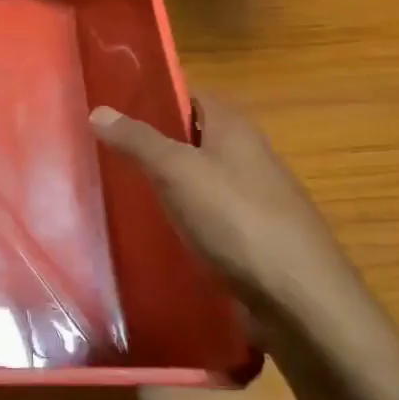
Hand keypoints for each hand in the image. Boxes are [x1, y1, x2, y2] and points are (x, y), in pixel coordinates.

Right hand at [89, 95, 368, 339]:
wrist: (300, 303)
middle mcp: (246, 157)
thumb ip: (138, 140)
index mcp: (234, 128)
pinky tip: (151, 232)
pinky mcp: (249, 240)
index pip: (189, 96)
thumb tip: (98, 110)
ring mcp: (251, 200)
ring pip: (196, 181)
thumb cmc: (237, 220)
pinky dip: (179, 220)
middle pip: (191, 139)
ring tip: (116, 189)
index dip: (152, 96)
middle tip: (101, 149)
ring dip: (163, 185)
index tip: (111, 106)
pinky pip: (205, 218)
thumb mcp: (177, 171)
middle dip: (151, 144)